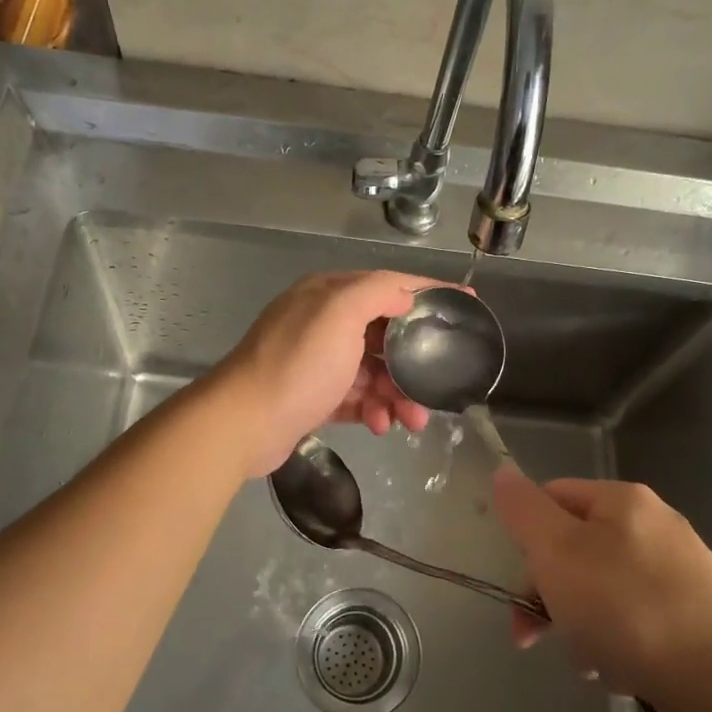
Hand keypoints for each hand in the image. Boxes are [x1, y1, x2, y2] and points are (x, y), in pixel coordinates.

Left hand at [214, 271, 439, 476]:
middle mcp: (322, 323)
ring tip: (410, 421)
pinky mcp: (313, 398)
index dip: (429, 292)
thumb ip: (377, 292)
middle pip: (384, 335)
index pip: (389, 285)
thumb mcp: (340, 313)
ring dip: (396, 394)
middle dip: (414, 362)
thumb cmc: (298, 364)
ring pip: (373, 372)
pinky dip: (373, 410)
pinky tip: (380, 426)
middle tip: (436, 387)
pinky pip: (356, 399)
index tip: (468, 302)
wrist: (244, 423)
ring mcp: (316, 363)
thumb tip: (407, 295)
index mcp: (329, 295)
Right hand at [492, 470, 711, 709]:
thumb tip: (502, 472)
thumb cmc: (630, 608)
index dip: (527, 538)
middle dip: (551, 594)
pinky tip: (621, 674)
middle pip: (575, 550)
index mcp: (622, 500)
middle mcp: (653, 528)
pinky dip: (618, 647)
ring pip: (601, 593)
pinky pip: (634, 624)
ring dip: (582, 628)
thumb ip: (524, 511)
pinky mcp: (696, 619)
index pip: (552, 497)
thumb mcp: (558, 552)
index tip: (521, 586)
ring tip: (591, 664)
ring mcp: (679, 575)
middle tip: (536, 637)